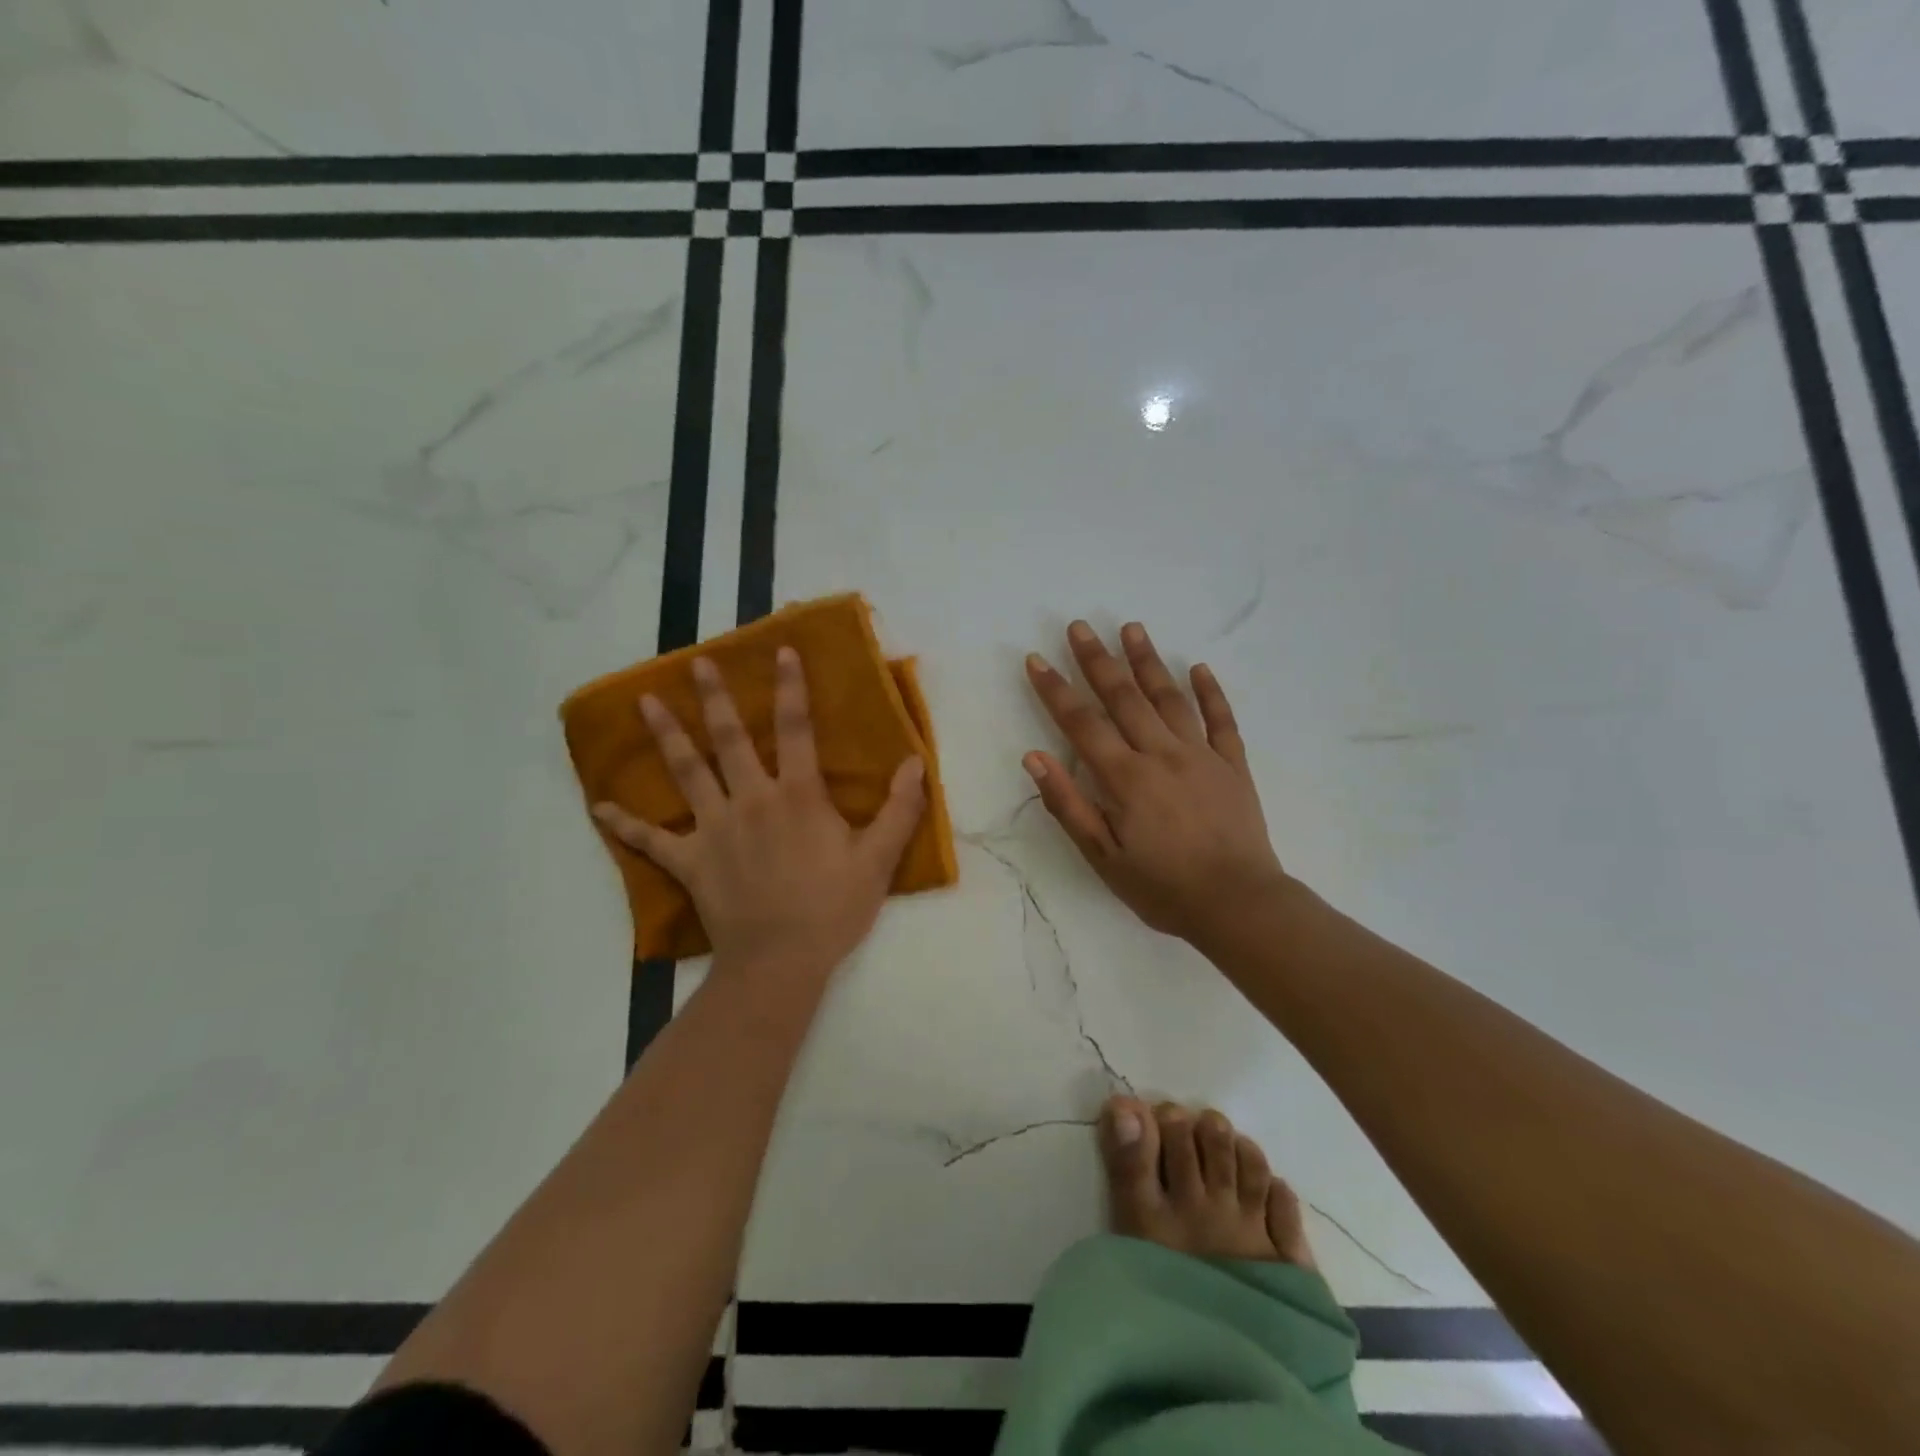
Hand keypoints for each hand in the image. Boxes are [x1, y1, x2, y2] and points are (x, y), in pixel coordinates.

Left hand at [593, 648, 926, 978]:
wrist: (780, 962)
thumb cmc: (833, 909)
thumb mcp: (879, 860)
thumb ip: (900, 809)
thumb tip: (916, 762)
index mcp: (797, 796)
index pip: (795, 728)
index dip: (791, 687)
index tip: (781, 651)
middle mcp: (751, 800)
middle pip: (728, 739)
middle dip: (714, 697)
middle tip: (696, 663)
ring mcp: (714, 829)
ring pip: (686, 772)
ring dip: (666, 735)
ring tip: (645, 702)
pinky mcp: (690, 861)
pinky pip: (651, 840)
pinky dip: (625, 824)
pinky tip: (599, 807)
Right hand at [1023, 620, 1288, 943]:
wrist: (1239, 904)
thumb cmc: (1163, 887)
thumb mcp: (1103, 857)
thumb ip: (1068, 805)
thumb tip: (1034, 758)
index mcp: (1125, 778)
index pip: (1082, 724)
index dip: (1056, 690)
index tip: (1037, 660)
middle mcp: (1161, 754)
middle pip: (1124, 698)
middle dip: (1097, 660)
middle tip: (1080, 625)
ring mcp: (1201, 755)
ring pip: (1170, 698)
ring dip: (1148, 661)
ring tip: (1132, 628)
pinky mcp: (1233, 766)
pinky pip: (1222, 720)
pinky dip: (1211, 692)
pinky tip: (1199, 667)